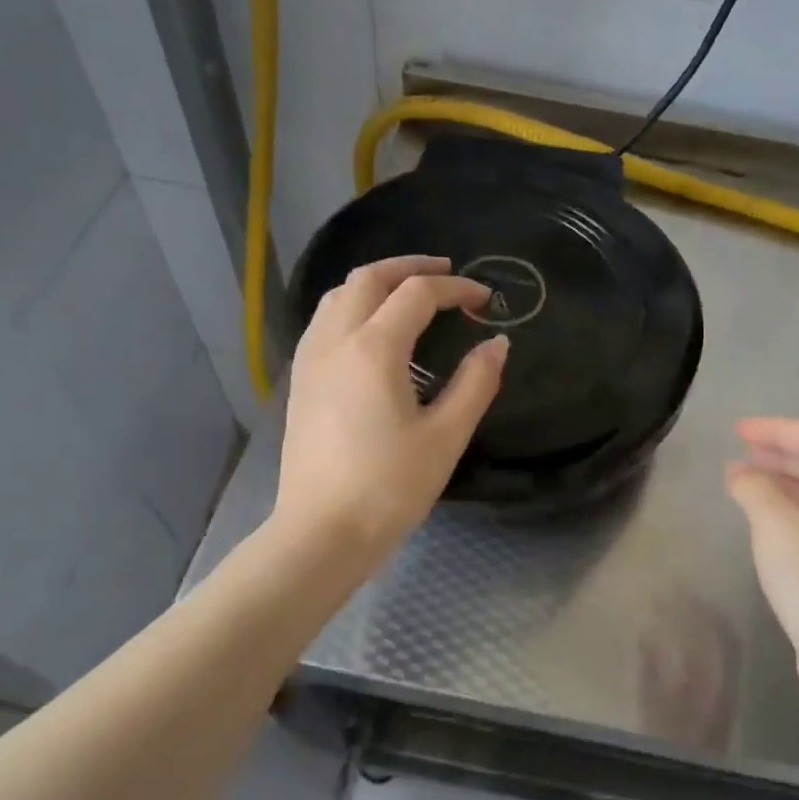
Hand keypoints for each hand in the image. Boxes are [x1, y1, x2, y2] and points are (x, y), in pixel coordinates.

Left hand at [274, 255, 508, 560]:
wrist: (322, 532)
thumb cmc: (389, 487)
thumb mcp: (445, 437)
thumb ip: (476, 383)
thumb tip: (497, 344)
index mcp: (373, 349)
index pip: (417, 294)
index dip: (455, 289)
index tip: (485, 300)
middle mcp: (334, 341)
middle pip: (368, 278)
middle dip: (409, 267)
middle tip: (445, 273)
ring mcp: (310, 360)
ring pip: (338, 295)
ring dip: (376, 283)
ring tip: (409, 294)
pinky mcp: (300, 382)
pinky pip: (324, 321)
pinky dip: (352, 307)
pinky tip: (371, 331)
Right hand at [725, 417, 798, 683]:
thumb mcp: (775, 524)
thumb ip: (754, 488)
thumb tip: (740, 473)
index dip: (776, 428)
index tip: (737, 431)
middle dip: (782, 454)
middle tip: (743, 452)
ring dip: (787, 483)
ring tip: (749, 482)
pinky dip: (796, 511)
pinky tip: (770, 523)